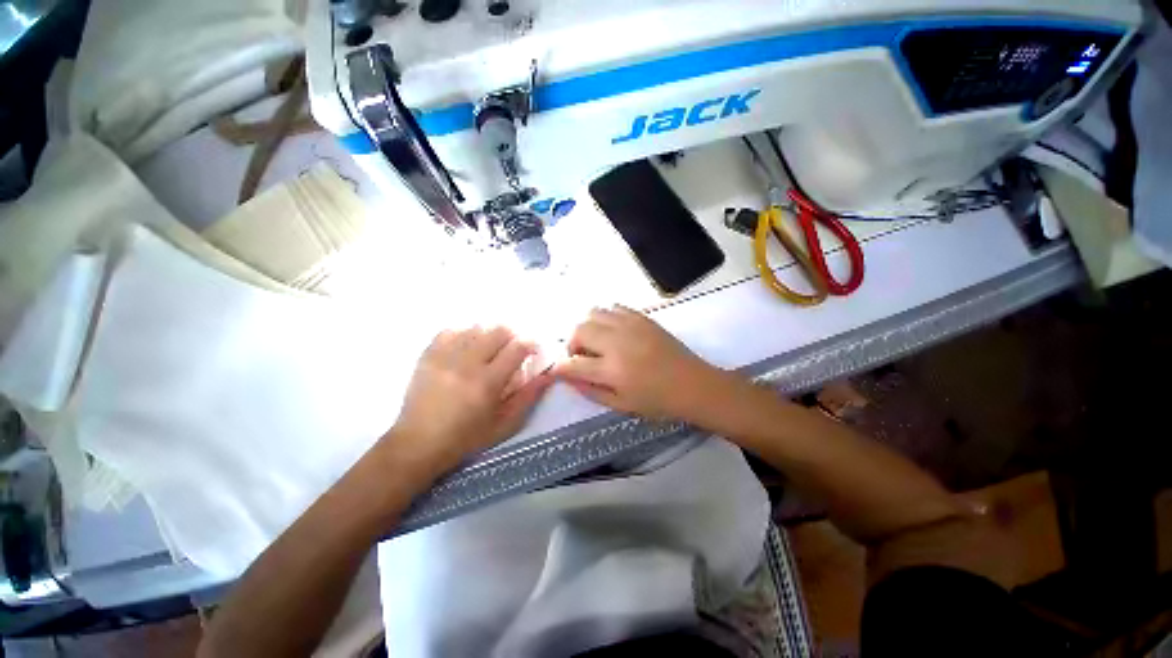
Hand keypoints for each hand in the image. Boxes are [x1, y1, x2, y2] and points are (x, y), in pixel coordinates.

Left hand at [386, 326, 552, 474]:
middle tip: (512, 350)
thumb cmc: (466, 438)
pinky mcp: (428, 355)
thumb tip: (548, 375)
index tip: (533, 350)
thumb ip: (528, 397)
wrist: (418, 444)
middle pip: (498, 330)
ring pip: (476, 327)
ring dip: (489, 334)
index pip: (517, 347)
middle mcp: (468, 363)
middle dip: (512, 336)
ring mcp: (445, 356)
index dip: (530, 344)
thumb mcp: (504, 425)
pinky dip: (464, 333)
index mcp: (488, 382)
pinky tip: (466, 346)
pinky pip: (451, 330)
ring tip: (489, 349)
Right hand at [552, 306, 727, 421]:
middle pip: (579, 330)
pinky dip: (606, 318)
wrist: (693, 384)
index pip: (573, 363)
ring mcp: (630, 325)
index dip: (560, 367)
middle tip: (582, 356)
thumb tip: (569, 378)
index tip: (559, 369)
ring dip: (588, 328)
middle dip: (572, 344)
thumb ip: (591, 391)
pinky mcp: (642, 317)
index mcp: (612, 370)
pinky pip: (614, 308)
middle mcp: (617, 343)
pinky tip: (614, 331)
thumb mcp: (622, 405)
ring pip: (593, 313)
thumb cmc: (658, 401)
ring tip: (597, 342)